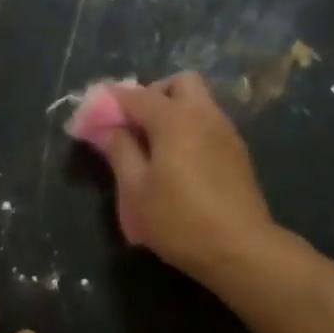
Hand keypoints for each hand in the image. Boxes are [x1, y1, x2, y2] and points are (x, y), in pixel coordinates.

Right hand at [100, 73, 280, 281]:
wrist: (240, 249)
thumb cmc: (179, 220)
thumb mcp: (136, 190)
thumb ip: (119, 151)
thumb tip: (106, 129)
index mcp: (175, 119)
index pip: (135, 95)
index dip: (110, 102)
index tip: (93, 117)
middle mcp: (204, 115)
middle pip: (179, 83)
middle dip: (153, 94)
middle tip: (135, 125)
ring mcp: (226, 132)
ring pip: (199, 102)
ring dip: (174, 111)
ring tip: (154, 147)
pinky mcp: (238, 152)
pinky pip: (210, 123)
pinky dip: (191, 128)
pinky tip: (179, 162)